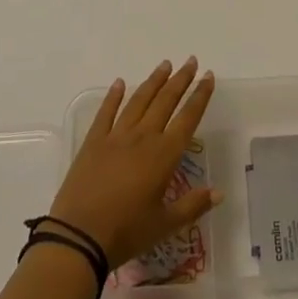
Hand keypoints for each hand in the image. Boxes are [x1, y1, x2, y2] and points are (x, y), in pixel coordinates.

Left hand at [47, 58, 220, 264]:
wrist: (78, 237)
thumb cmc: (126, 233)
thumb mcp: (164, 225)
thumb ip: (193, 206)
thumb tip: (219, 192)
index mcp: (164, 155)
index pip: (188, 118)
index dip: (200, 96)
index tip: (208, 76)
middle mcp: (143, 137)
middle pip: (165, 101)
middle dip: (180, 80)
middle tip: (190, 61)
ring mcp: (116, 136)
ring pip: (139, 101)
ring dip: (153, 81)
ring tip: (165, 65)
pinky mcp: (93, 142)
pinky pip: (106, 112)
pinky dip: (114, 96)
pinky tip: (120, 83)